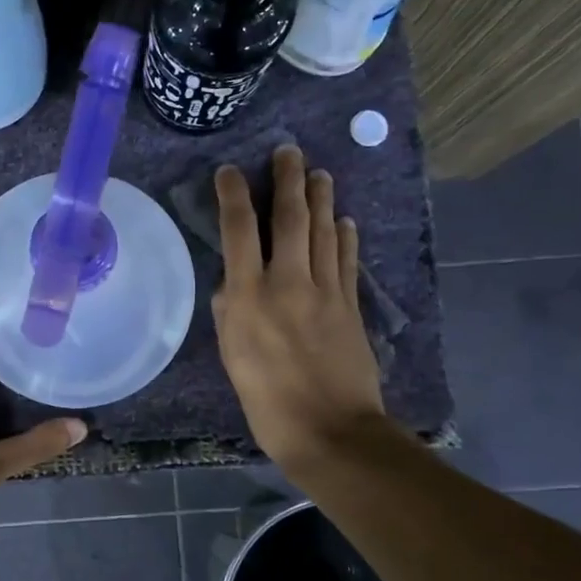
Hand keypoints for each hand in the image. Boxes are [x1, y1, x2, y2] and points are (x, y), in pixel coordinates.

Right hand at [211, 146, 383, 479]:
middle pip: (291, 219)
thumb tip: (234, 284)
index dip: (234, 195)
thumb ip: (230, 312)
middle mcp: (289, 282)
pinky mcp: (351, 306)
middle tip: (288, 151)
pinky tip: (345, 220)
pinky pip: (347, 261)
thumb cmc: (267, 400)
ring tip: (318, 173)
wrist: (330, 429)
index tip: (230, 171)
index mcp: (250, 296)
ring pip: (325, 232)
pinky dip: (346, 236)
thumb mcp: (232, 356)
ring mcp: (326, 291)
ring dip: (321, 199)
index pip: (240, 231)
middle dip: (288, 180)